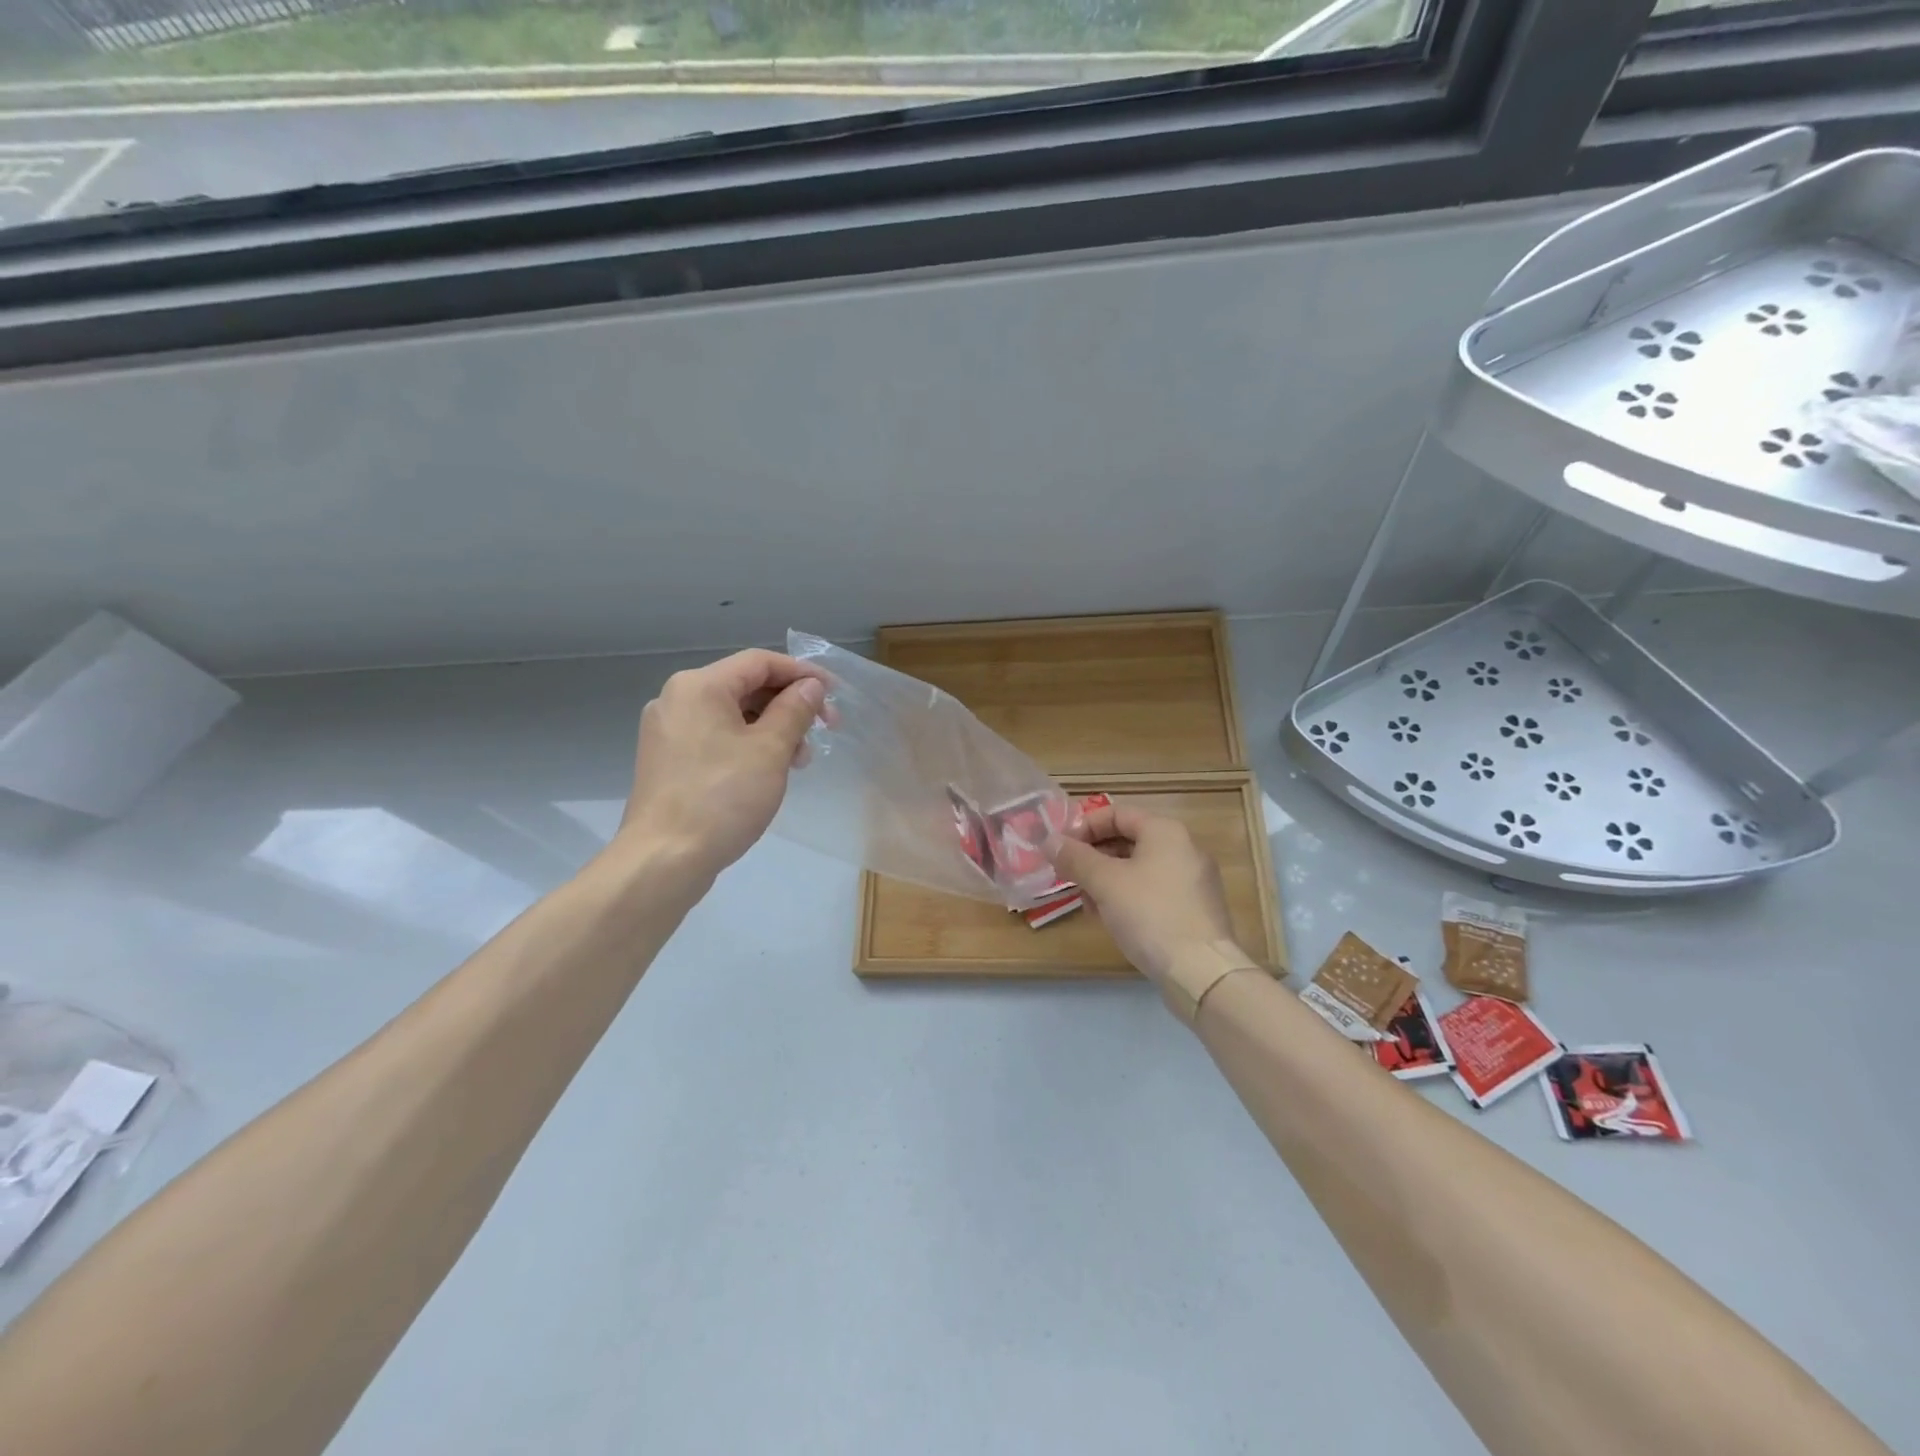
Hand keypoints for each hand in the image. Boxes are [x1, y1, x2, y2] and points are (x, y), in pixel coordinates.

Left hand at [613, 649, 828, 885]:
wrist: (664, 859)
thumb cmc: (722, 798)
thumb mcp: (770, 750)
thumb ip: (794, 710)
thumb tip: (810, 687)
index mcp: (699, 686)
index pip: (760, 662)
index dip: (803, 673)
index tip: (835, 695)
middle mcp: (678, 699)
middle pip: (746, 686)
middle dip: (789, 705)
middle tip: (824, 731)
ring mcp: (669, 731)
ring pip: (733, 715)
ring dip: (773, 729)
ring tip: (799, 761)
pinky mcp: (669, 760)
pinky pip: (717, 737)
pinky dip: (748, 745)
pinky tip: (769, 772)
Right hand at [1051, 802, 1236, 984]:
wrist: (1201, 972)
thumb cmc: (1150, 915)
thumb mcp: (1105, 883)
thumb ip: (1075, 858)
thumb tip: (1050, 841)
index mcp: (1165, 831)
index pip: (1116, 813)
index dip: (1084, 827)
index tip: (1060, 849)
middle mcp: (1184, 847)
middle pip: (1128, 840)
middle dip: (1093, 857)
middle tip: (1068, 877)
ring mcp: (1193, 879)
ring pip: (1139, 867)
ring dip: (1107, 879)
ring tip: (1087, 903)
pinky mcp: (1195, 908)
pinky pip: (1154, 890)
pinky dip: (1129, 896)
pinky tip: (1112, 919)